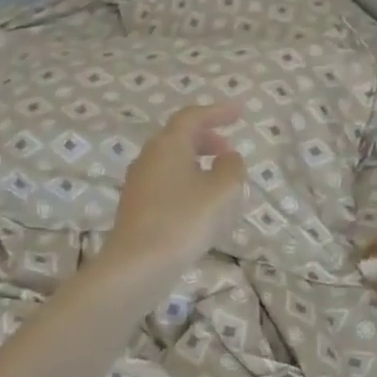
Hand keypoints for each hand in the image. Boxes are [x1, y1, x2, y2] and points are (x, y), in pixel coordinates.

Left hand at [103, 103, 247, 281]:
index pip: (193, 117)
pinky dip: (187, 182)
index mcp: (168, 145)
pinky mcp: (137, 207)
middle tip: (228, 149)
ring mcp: (139, 183)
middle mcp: (149, 157)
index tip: (239, 113)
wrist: (138, 264)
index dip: (218, 112)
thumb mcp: (221, 191)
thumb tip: (228, 158)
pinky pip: (166, 183)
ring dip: (197, 162)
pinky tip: (200, 204)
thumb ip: (231, 168)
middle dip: (206, 138)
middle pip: (179, 137)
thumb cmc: (184, 220)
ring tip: (219, 179)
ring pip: (172, 161)